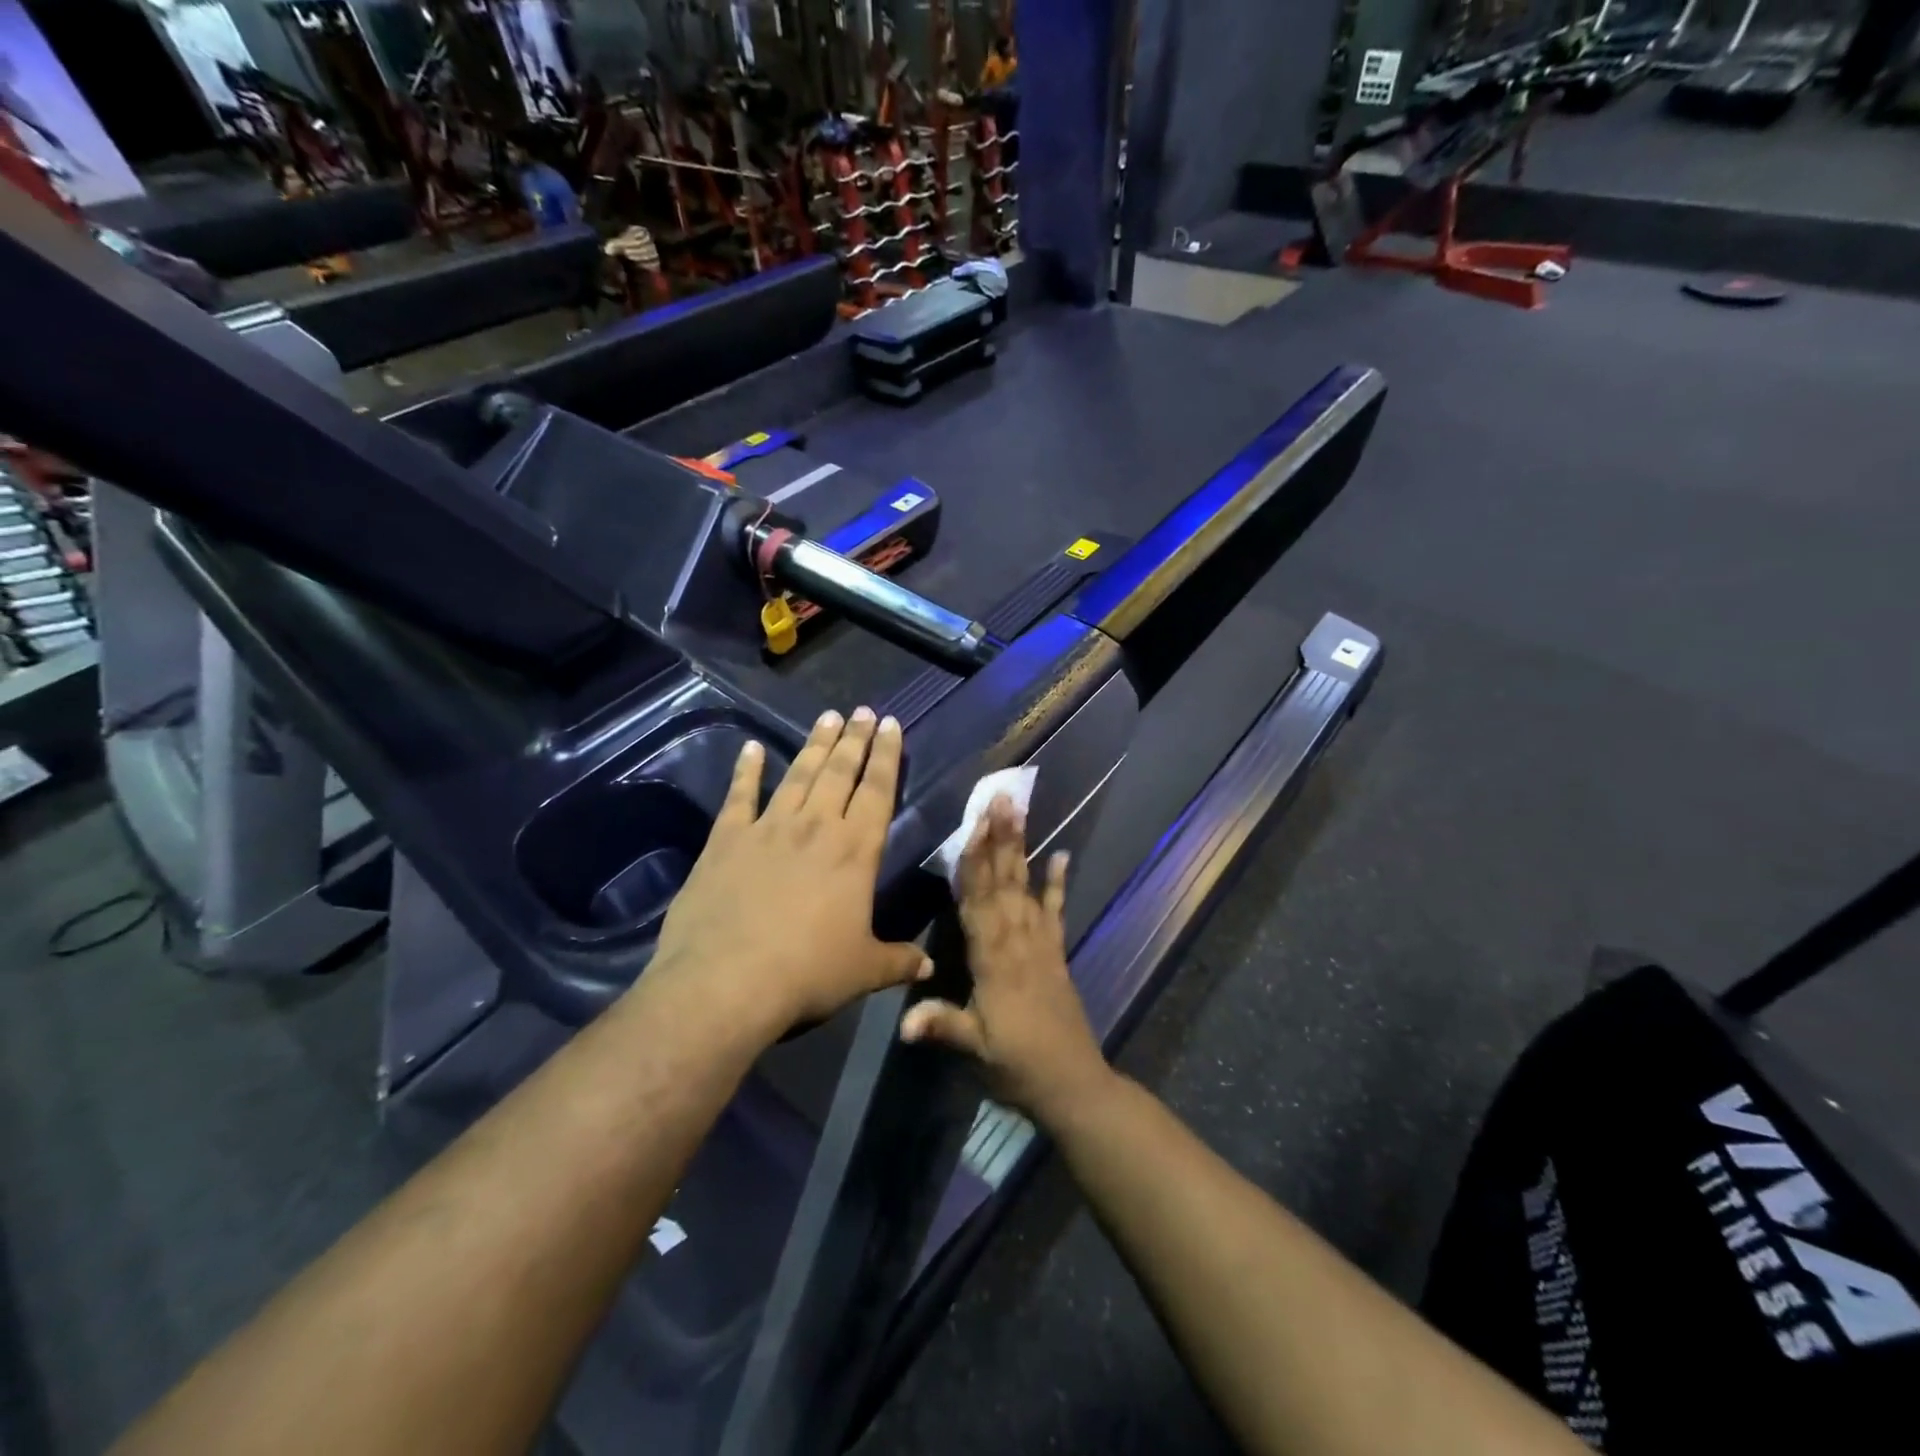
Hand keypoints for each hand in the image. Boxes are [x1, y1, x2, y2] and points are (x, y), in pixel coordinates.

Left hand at [646, 707, 931, 1039]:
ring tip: (827, 717)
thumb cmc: (807, 973)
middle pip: (840, 772)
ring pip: (799, 775)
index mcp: (855, 851)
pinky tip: (751, 749)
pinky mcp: (726, 840)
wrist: (727, 981)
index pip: (878, 791)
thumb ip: (898, 961)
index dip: (887, 756)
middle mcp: (816, 828)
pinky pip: (740, 796)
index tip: (891, 725)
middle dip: (854, 739)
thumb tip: (930, 968)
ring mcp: (768, 829)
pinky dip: (746, 771)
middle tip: (862, 711)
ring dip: (814, 745)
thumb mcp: (863, 970)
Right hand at [898, 796, 1112, 1121]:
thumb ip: (943, 1027)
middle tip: (1000, 797)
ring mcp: (1040, 943)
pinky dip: (1059, 884)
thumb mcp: (977, 1049)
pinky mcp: (1056, 953)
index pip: (978, 900)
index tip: (973, 824)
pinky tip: (1063, 856)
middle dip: (1000, 838)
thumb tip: (903, 1022)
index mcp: (993, 958)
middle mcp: (1017, 940)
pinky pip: (1057, 911)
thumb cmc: (1017, 1066)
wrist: (1072, 1084)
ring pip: (1026, 887)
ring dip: (1022, 848)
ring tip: (1020, 811)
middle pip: (1004, 881)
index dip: (974, 862)